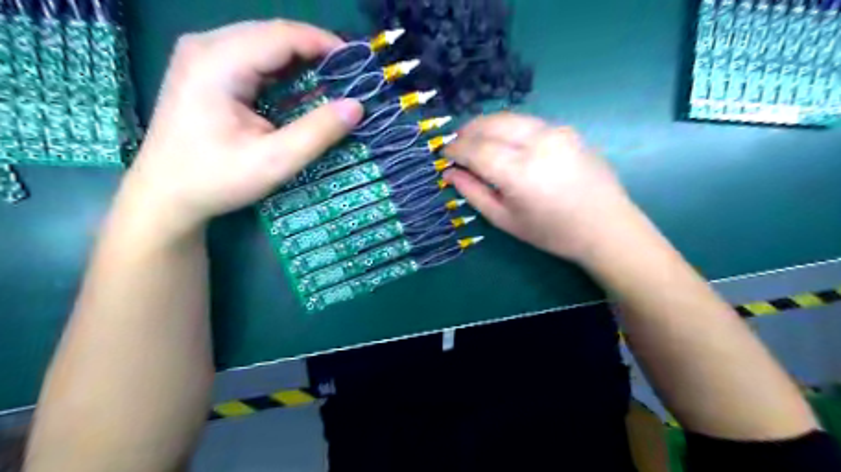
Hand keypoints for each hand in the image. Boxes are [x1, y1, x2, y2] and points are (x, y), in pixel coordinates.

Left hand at [122, 20, 363, 236]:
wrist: (165, 194)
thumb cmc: (217, 179)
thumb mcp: (274, 161)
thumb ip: (317, 132)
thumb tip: (357, 106)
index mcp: (218, 62)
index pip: (282, 35)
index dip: (324, 44)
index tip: (358, 66)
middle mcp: (206, 46)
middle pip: (272, 34)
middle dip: (315, 51)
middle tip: (349, 77)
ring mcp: (202, 55)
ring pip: (263, 43)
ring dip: (300, 60)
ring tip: (333, 82)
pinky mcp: (205, 69)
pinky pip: (252, 57)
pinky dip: (282, 69)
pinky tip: (301, 88)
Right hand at [442, 112, 633, 262]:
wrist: (606, 226)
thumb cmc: (552, 232)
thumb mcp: (506, 220)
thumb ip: (474, 193)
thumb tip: (450, 173)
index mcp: (520, 172)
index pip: (476, 149)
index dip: (455, 150)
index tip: (443, 155)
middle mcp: (537, 142)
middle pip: (491, 124)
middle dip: (467, 131)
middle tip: (455, 144)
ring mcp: (555, 131)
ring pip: (508, 117)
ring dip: (485, 125)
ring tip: (474, 140)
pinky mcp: (566, 129)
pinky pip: (527, 121)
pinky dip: (507, 127)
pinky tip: (503, 142)